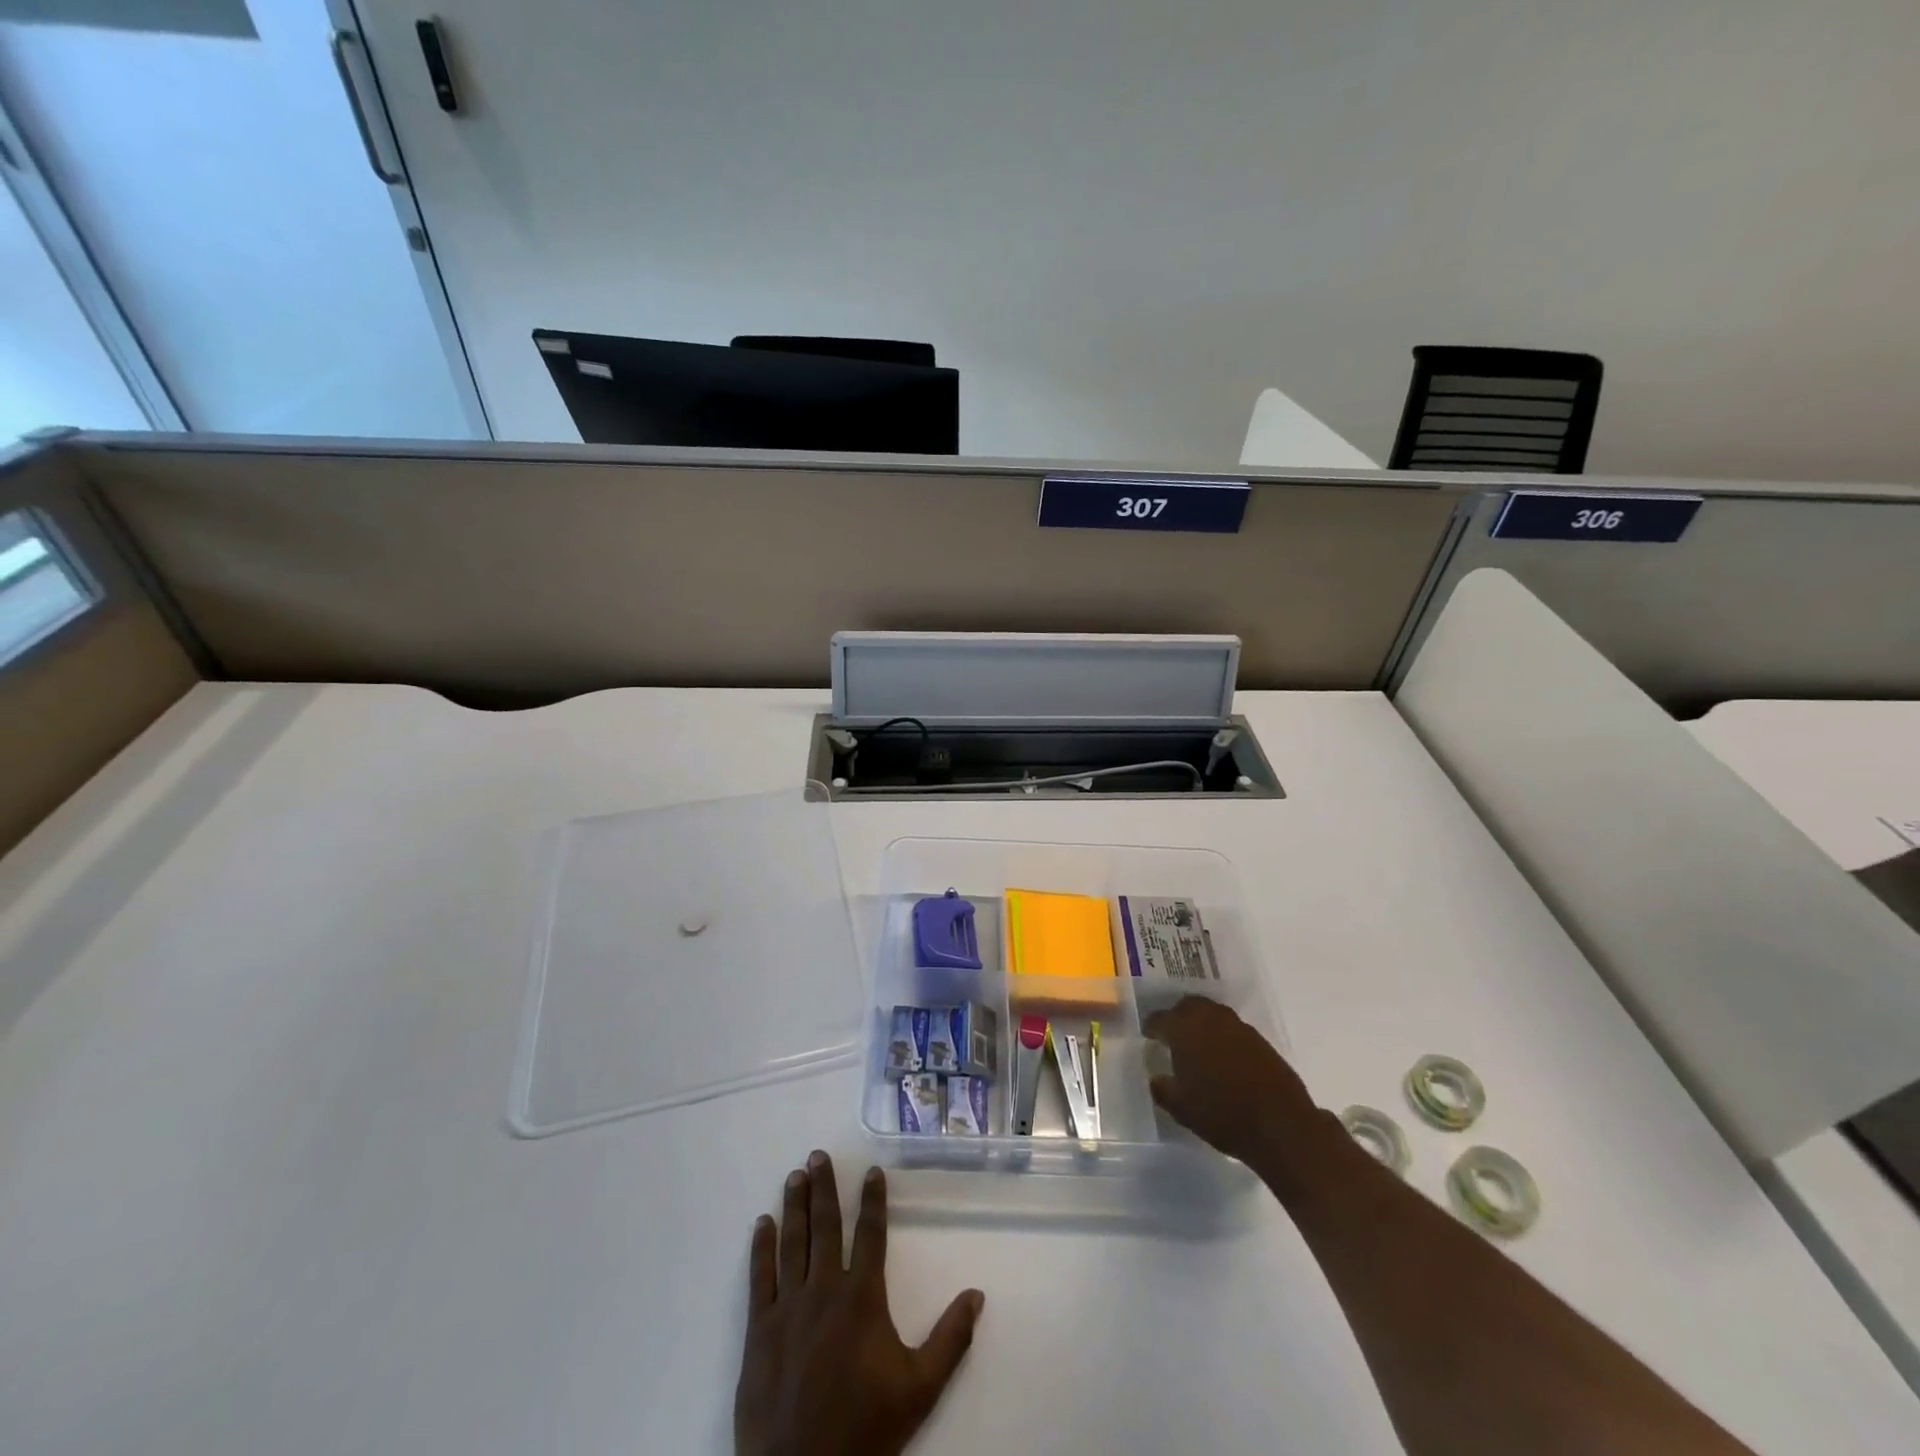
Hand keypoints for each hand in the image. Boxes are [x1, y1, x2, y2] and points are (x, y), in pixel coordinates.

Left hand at [735, 1151, 984, 1455]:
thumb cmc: (865, 1428)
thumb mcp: (919, 1388)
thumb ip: (950, 1339)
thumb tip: (977, 1294)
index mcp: (862, 1297)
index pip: (871, 1234)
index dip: (873, 1200)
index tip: (870, 1170)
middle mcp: (825, 1290)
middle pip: (826, 1227)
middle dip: (824, 1188)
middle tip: (817, 1155)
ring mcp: (789, 1307)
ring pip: (793, 1243)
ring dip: (795, 1206)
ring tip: (795, 1175)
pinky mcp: (760, 1329)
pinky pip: (761, 1278)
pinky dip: (761, 1248)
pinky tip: (762, 1224)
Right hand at [1142, 996, 1320, 1169]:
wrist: (1281, 1126)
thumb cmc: (1222, 1114)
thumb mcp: (1181, 1108)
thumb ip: (1162, 1089)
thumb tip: (1156, 1078)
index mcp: (1185, 1029)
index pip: (1160, 1018)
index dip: (1151, 1027)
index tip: (1148, 1037)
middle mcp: (1210, 1019)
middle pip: (1188, 1006)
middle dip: (1177, 1016)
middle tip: (1172, 1035)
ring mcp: (1238, 1027)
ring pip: (1212, 1013)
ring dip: (1201, 1023)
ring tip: (1197, 1046)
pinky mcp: (1260, 1040)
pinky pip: (1232, 1029)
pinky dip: (1222, 1036)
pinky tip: (1222, 1058)